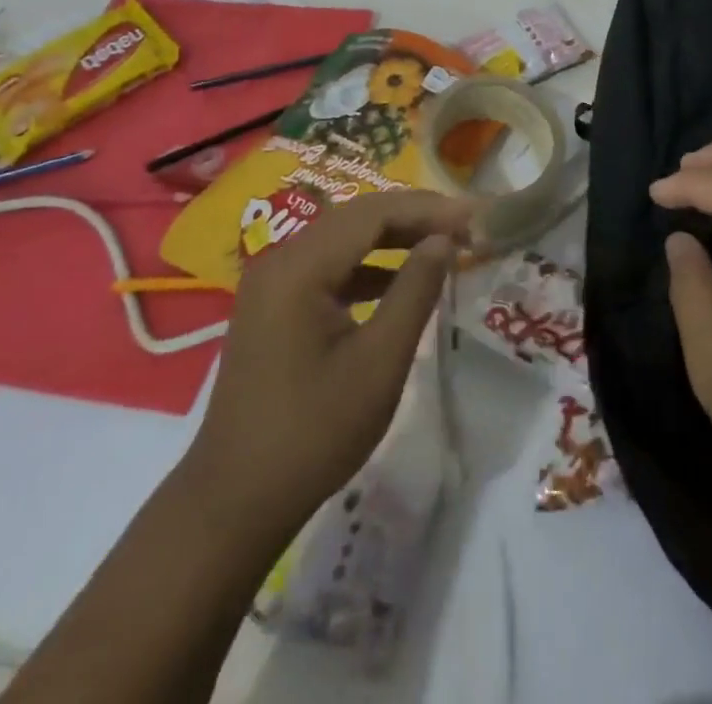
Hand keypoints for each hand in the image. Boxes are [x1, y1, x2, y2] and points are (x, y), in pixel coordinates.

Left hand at [180, 190, 470, 534]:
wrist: (235, 503)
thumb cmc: (314, 434)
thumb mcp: (379, 363)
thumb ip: (415, 291)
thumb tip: (443, 240)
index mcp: (300, 267)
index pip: (374, 212)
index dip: (429, 208)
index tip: (476, 216)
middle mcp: (280, 259)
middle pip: (357, 217)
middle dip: (414, 216)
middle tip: (467, 225)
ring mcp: (272, 282)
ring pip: (343, 238)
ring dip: (393, 237)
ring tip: (443, 244)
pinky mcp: (273, 304)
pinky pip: (328, 265)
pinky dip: (368, 264)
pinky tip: (399, 280)